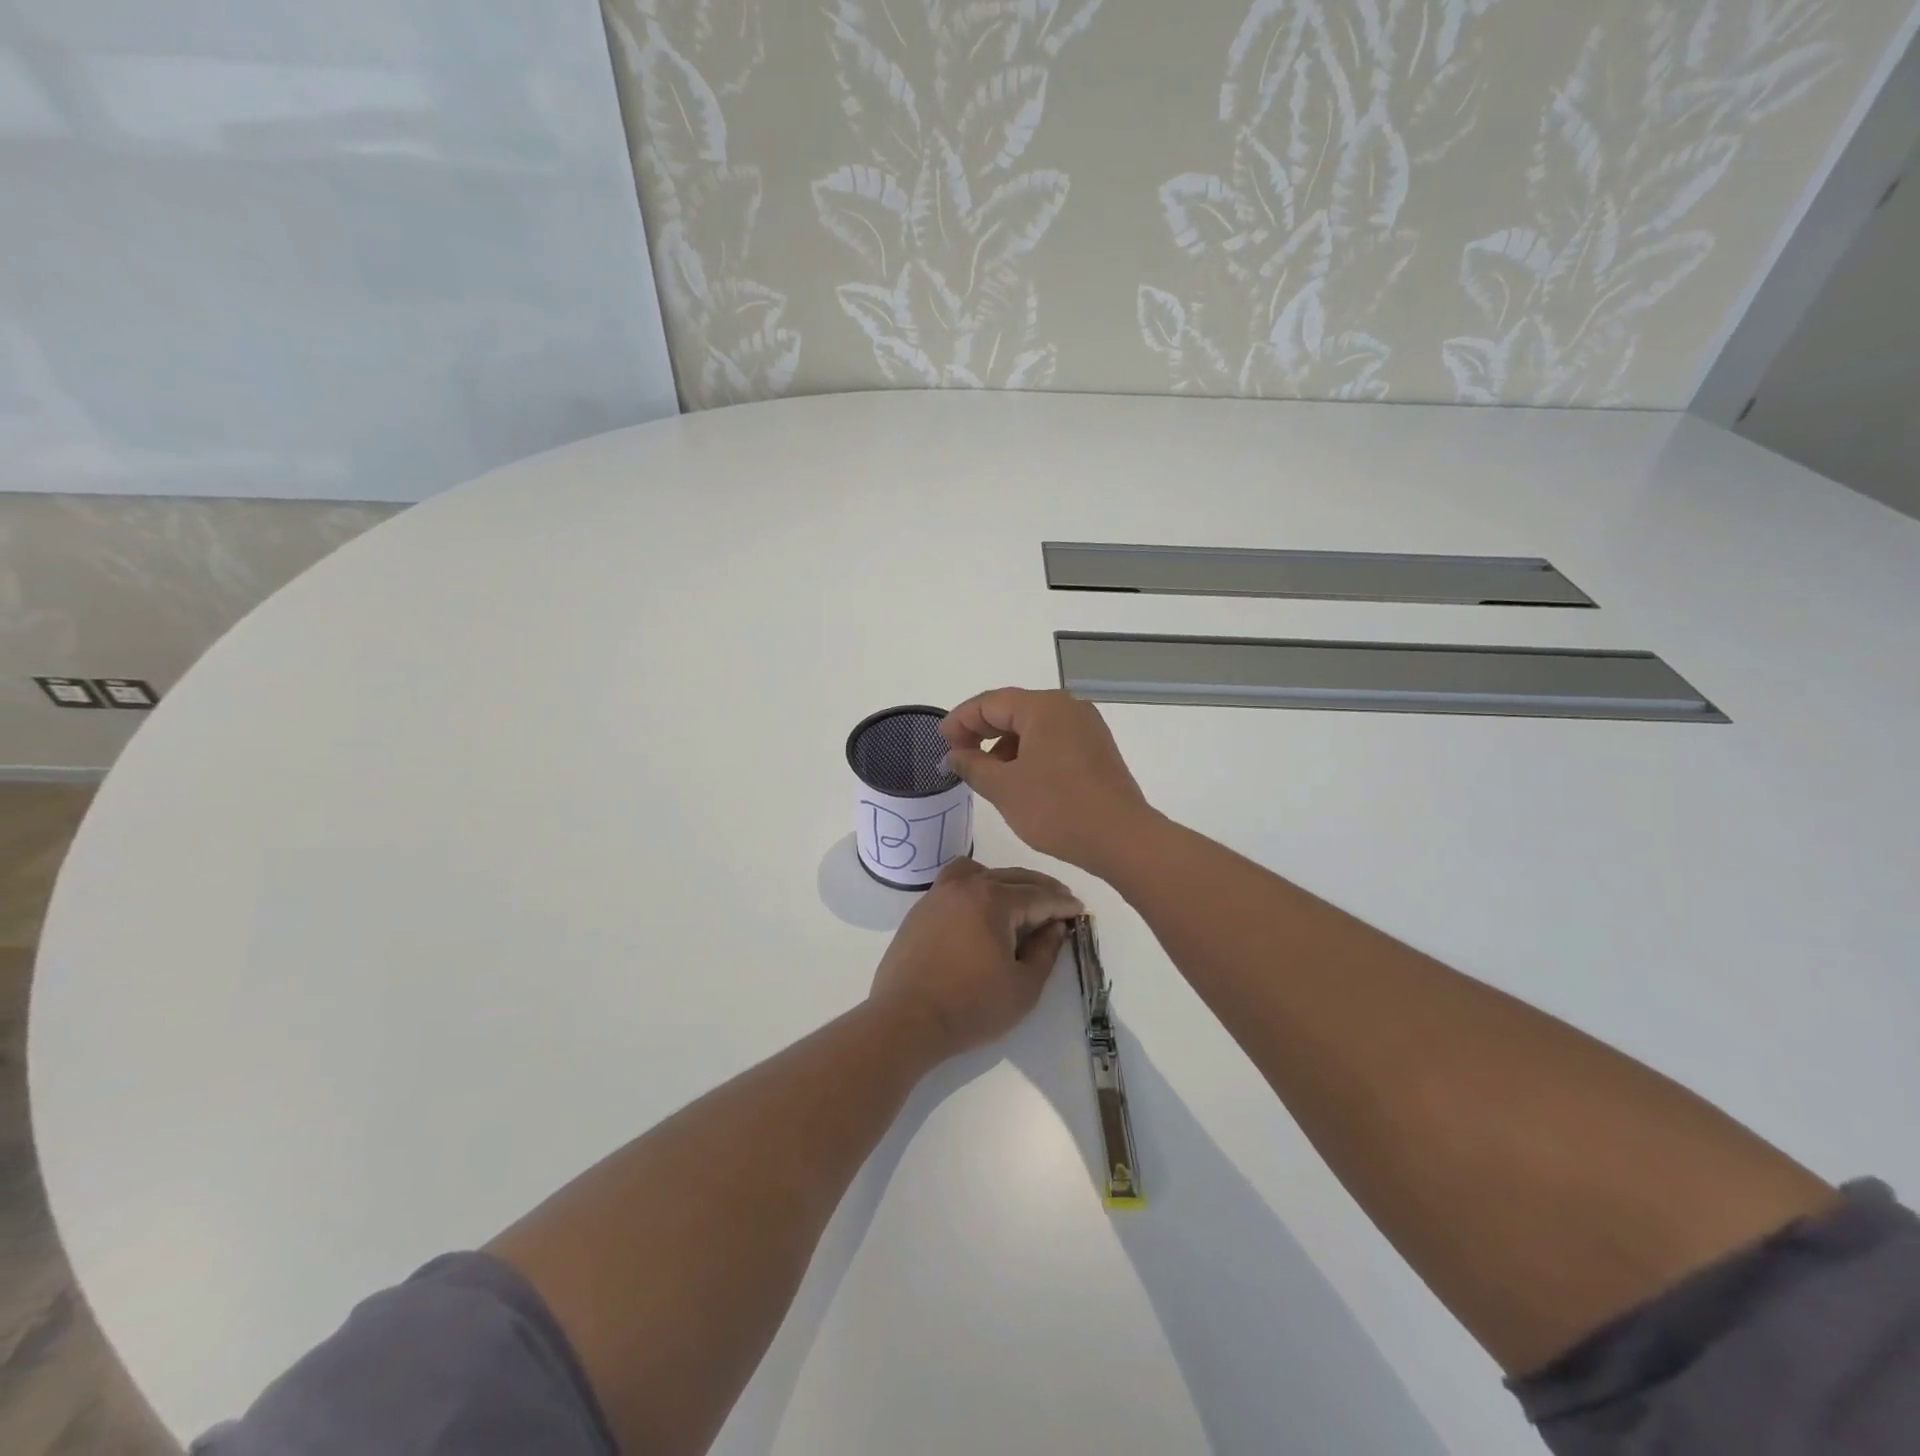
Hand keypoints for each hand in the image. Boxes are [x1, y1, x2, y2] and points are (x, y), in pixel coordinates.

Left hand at [868, 858, 1083, 1060]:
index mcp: (994, 900)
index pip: (1038, 896)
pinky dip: (977, 884)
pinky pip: (956, 882)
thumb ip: (1045, 952)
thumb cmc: (971, 1007)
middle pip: (1012, 877)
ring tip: (1022, 898)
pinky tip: (983, 906)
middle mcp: (966, 886)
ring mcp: (939, 894)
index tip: (1079, 910)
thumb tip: (1055, 927)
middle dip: (1041, 888)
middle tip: (1061, 901)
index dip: (1062, 904)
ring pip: (982, 872)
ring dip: (1007, 881)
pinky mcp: (921, 909)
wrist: (906, 1019)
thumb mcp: (1023, 987)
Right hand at [940, 688, 1157, 876]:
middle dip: (982, 732)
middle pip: (1013, 710)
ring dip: (1005, 746)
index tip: (941, 743)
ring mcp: (1086, 727)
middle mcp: (1067, 707)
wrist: (1121, 838)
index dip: (960, 720)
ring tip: (988, 775)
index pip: (990, 703)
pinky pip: (1053, 741)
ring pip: (1034, 727)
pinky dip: (1029, 754)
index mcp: (1043, 707)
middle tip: (958, 757)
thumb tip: (954, 755)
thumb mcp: (1004, 788)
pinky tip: (1019, 780)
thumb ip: (972, 765)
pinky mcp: (1096, 749)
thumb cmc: (1056, 808)